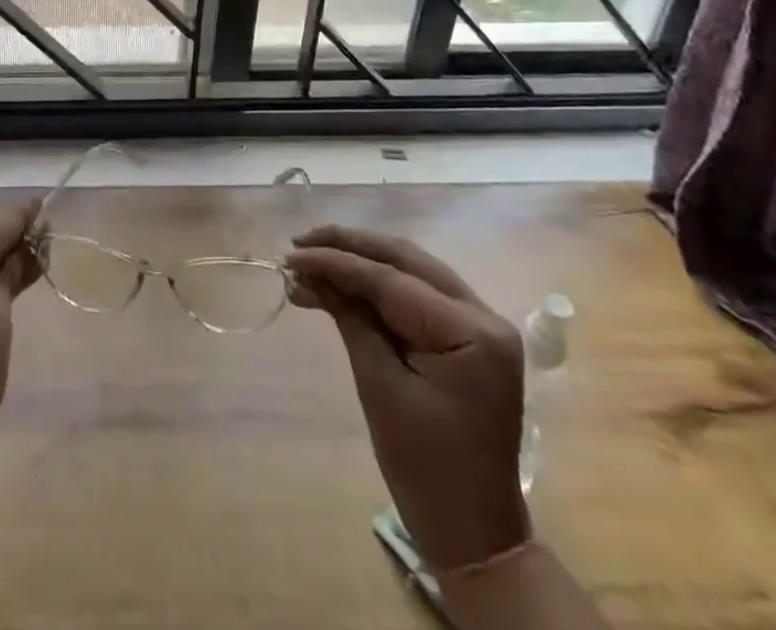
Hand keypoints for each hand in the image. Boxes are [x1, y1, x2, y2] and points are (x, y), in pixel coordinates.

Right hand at [287, 225, 529, 573]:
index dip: (336, 261)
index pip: (391, 279)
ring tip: (312, 258)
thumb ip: (349, 317)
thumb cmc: (425, 467)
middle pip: (406, 260)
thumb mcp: (379, 386)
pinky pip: (418, 293)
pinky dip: (378, 285)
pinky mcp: (469, 337)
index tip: (291, 253)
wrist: (474, 532)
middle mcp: (484, 316)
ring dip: (361, 261)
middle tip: (300, 242)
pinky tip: (342, 284)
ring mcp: (481, 324)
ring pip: (411, 269)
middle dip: (349, 247)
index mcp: (472, 333)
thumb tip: (309, 271)